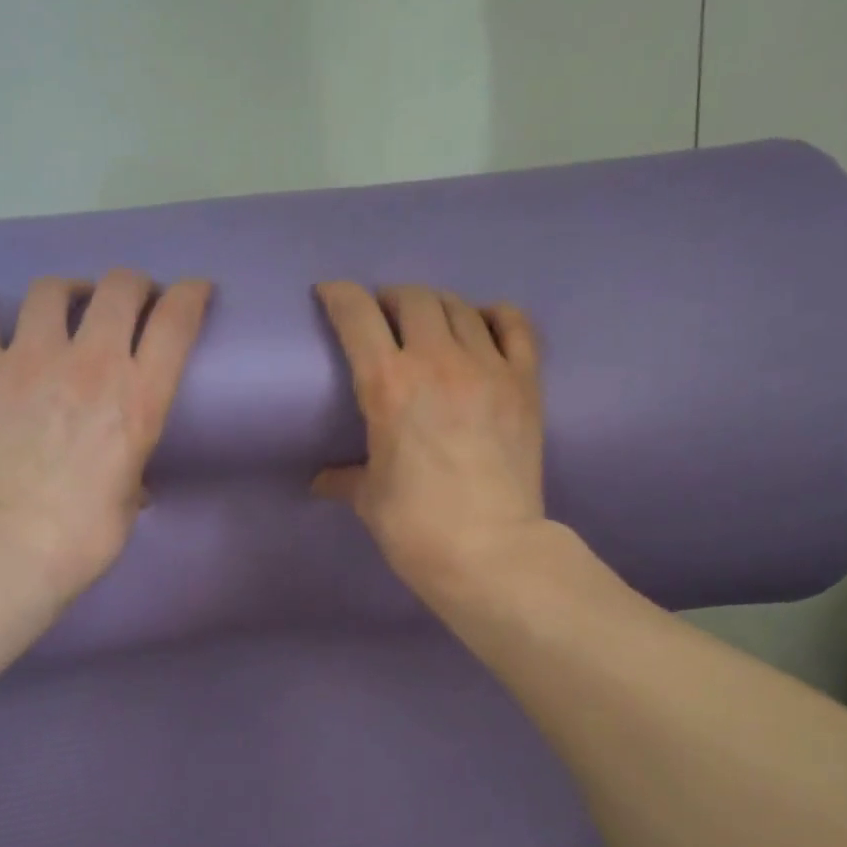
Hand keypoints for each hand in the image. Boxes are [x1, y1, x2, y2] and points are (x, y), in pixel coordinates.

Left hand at [0, 268, 208, 599]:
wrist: (7, 545)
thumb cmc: (84, 536)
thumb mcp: (129, 501)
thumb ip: (132, 473)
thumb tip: (130, 481)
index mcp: (140, 397)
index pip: (176, 321)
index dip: (191, 294)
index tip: (195, 290)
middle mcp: (92, 363)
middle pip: (119, 288)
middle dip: (132, 285)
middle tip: (130, 301)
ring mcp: (31, 359)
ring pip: (51, 290)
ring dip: (67, 290)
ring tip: (66, 303)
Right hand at [313, 282, 544, 599]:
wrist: (489, 551)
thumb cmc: (415, 528)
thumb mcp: (369, 500)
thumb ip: (344, 479)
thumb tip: (321, 481)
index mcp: (388, 384)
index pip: (357, 315)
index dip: (339, 295)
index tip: (330, 294)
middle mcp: (437, 361)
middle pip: (413, 298)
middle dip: (391, 300)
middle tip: (384, 319)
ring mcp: (488, 367)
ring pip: (460, 306)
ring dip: (437, 307)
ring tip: (430, 325)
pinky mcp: (525, 383)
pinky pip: (515, 325)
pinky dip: (495, 316)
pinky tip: (485, 324)